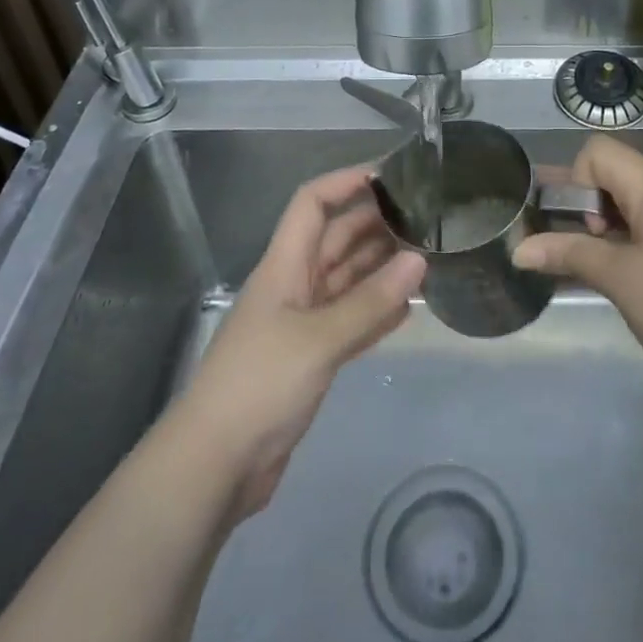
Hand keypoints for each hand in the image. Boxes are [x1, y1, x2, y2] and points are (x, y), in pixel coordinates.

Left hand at [176, 166, 426, 519]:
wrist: (215, 465)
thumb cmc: (260, 384)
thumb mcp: (318, 339)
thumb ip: (370, 301)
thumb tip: (418, 260)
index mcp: (284, 266)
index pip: (312, 203)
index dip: (346, 182)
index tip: (391, 176)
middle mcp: (293, 285)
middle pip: (335, 239)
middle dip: (375, 224)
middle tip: (427, 219)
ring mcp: (301, 323)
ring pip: (347, 280)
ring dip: (381, 268)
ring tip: (427, 257)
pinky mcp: (309, 358)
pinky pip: (350, 320)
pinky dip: (376, 311)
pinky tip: (409, 308)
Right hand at [514, 136, 642, 411]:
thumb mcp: (619, 281)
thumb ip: (567, 254)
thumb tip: (517, 249)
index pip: (600, 152)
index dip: (574, 181)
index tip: (580, 229)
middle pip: (620, 174)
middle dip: (588, 206)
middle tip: (576, 250)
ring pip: (640, 202)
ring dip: (611, 227)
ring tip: (600, 269)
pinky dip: (637, 240)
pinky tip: (632, 278)